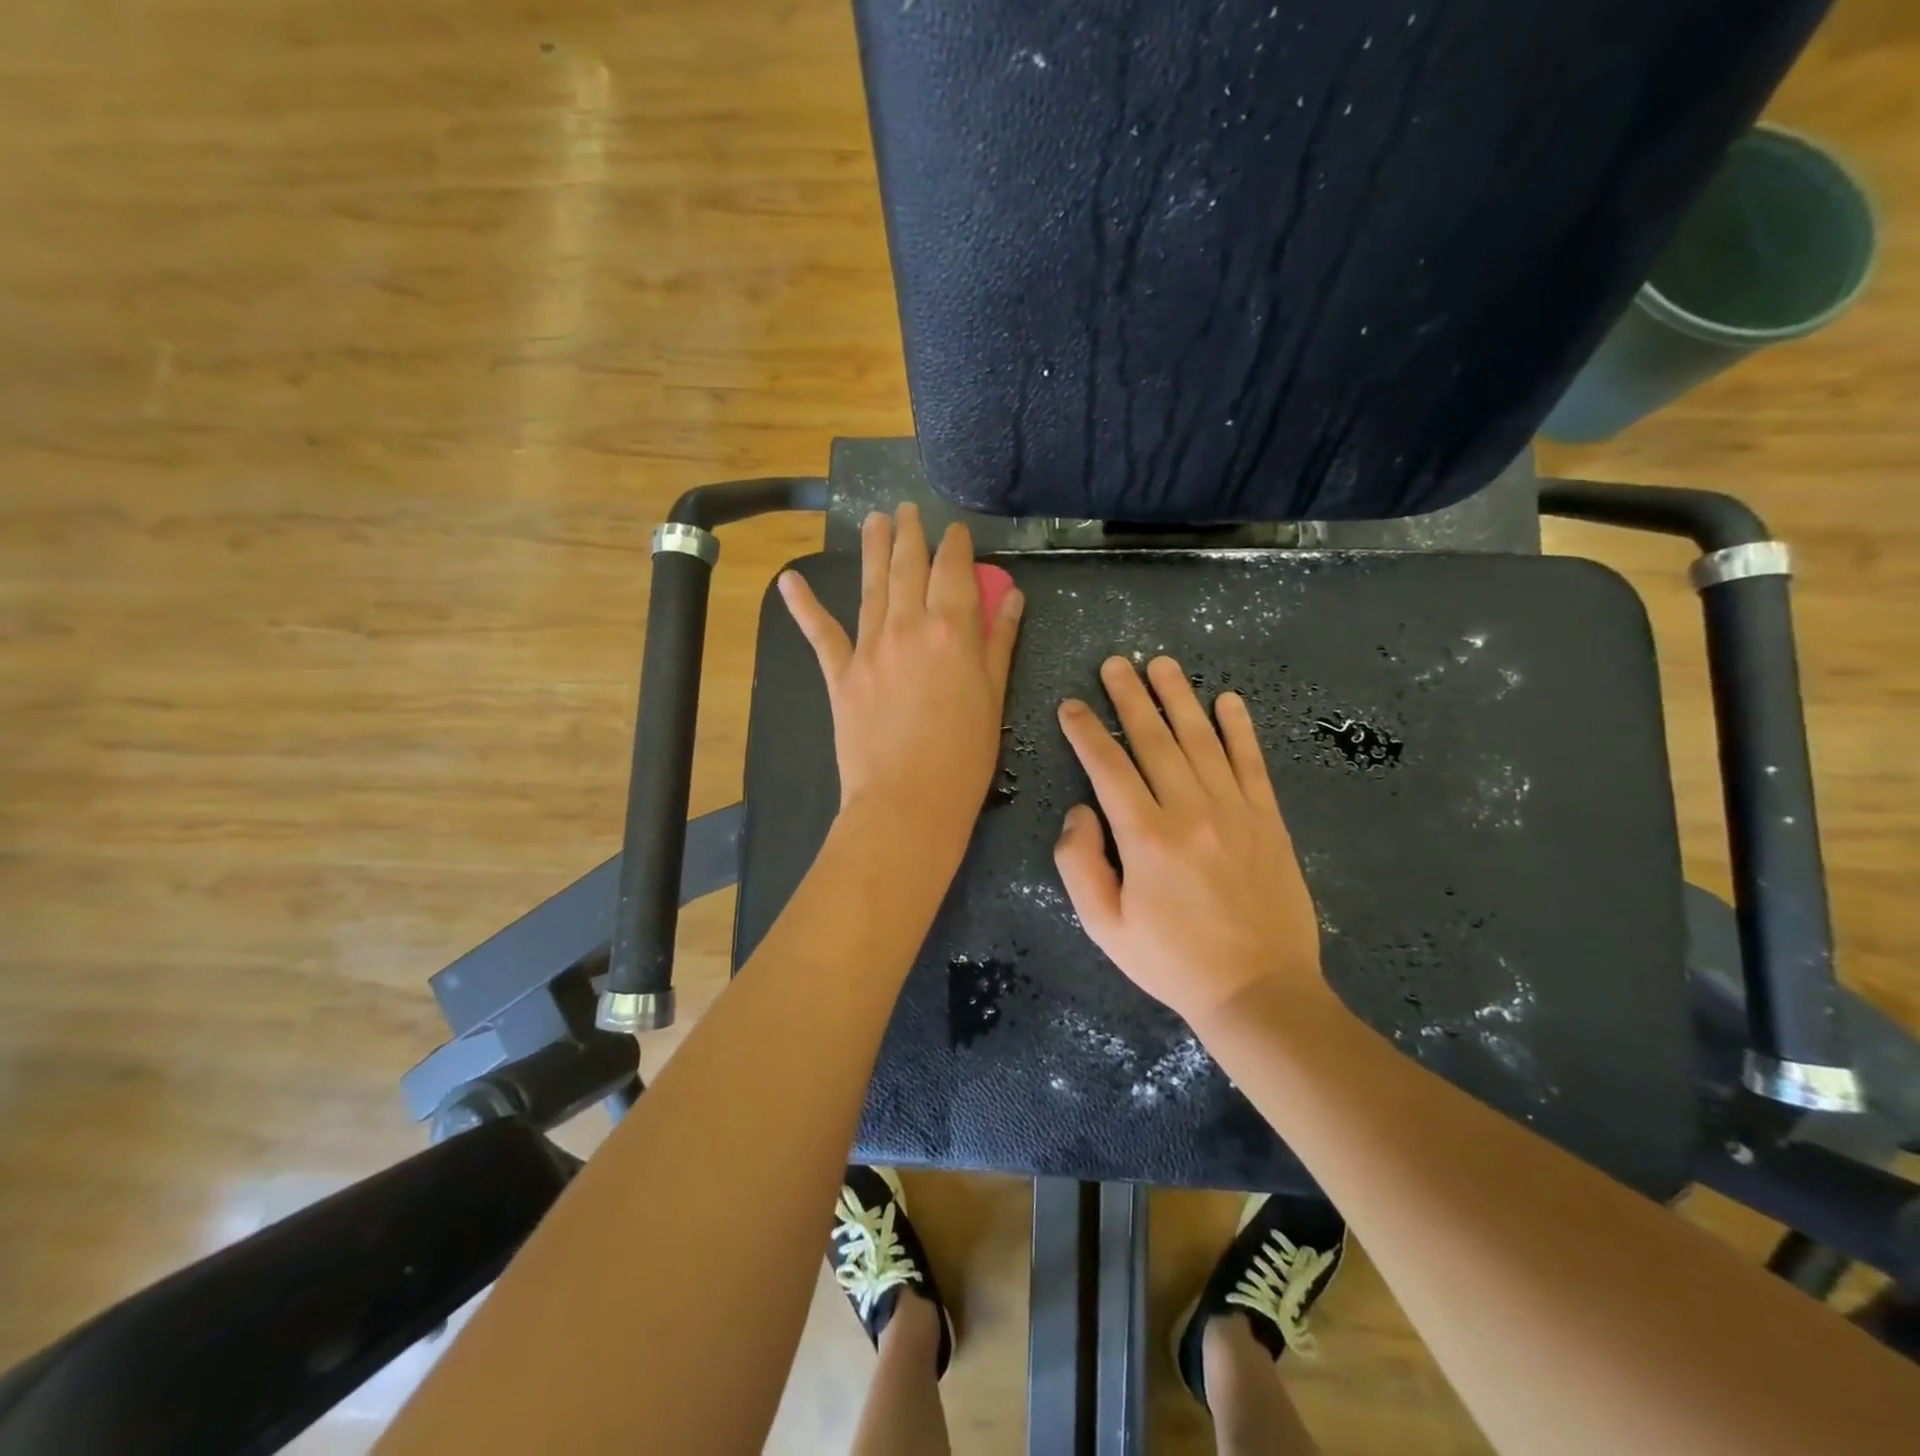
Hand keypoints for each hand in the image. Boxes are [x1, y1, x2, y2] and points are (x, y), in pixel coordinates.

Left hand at [780, 504, 1023, 848]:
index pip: (954, 571)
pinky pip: (820, 633)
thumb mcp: (993, 698)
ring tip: (873, 519)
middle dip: (909, 534)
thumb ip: (998, 643)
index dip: (956, 546)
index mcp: (952, 630)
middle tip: (906, 509)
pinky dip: (803, 606)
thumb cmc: (964, 757)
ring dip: (872, 549)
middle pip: (908, 567)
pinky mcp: (840, 673)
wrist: (907, 803)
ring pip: (871, 586)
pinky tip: (789, 580)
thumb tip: (1010, 597)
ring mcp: (869, 647)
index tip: (956, 530)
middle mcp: (908, 626)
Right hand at [1053, 655, 1327, 1029]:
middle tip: (1115, 662)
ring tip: (1162, 664)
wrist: (1258, 990)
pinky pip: (1251, 763)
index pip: (1108, 767)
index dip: (1086, 731)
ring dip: (1179, 698)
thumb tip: (1080, 811)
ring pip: (1201, 740)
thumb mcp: (1104, 926)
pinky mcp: (1267, 820)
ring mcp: (1234, 811)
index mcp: (1145, 837)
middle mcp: (1189, 811)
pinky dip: (1240, 728)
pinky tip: (1228, 700)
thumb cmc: (1172, 961)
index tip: (1072, 705)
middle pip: (1154, 739)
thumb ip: (1078, 864)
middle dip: (1130, 696)